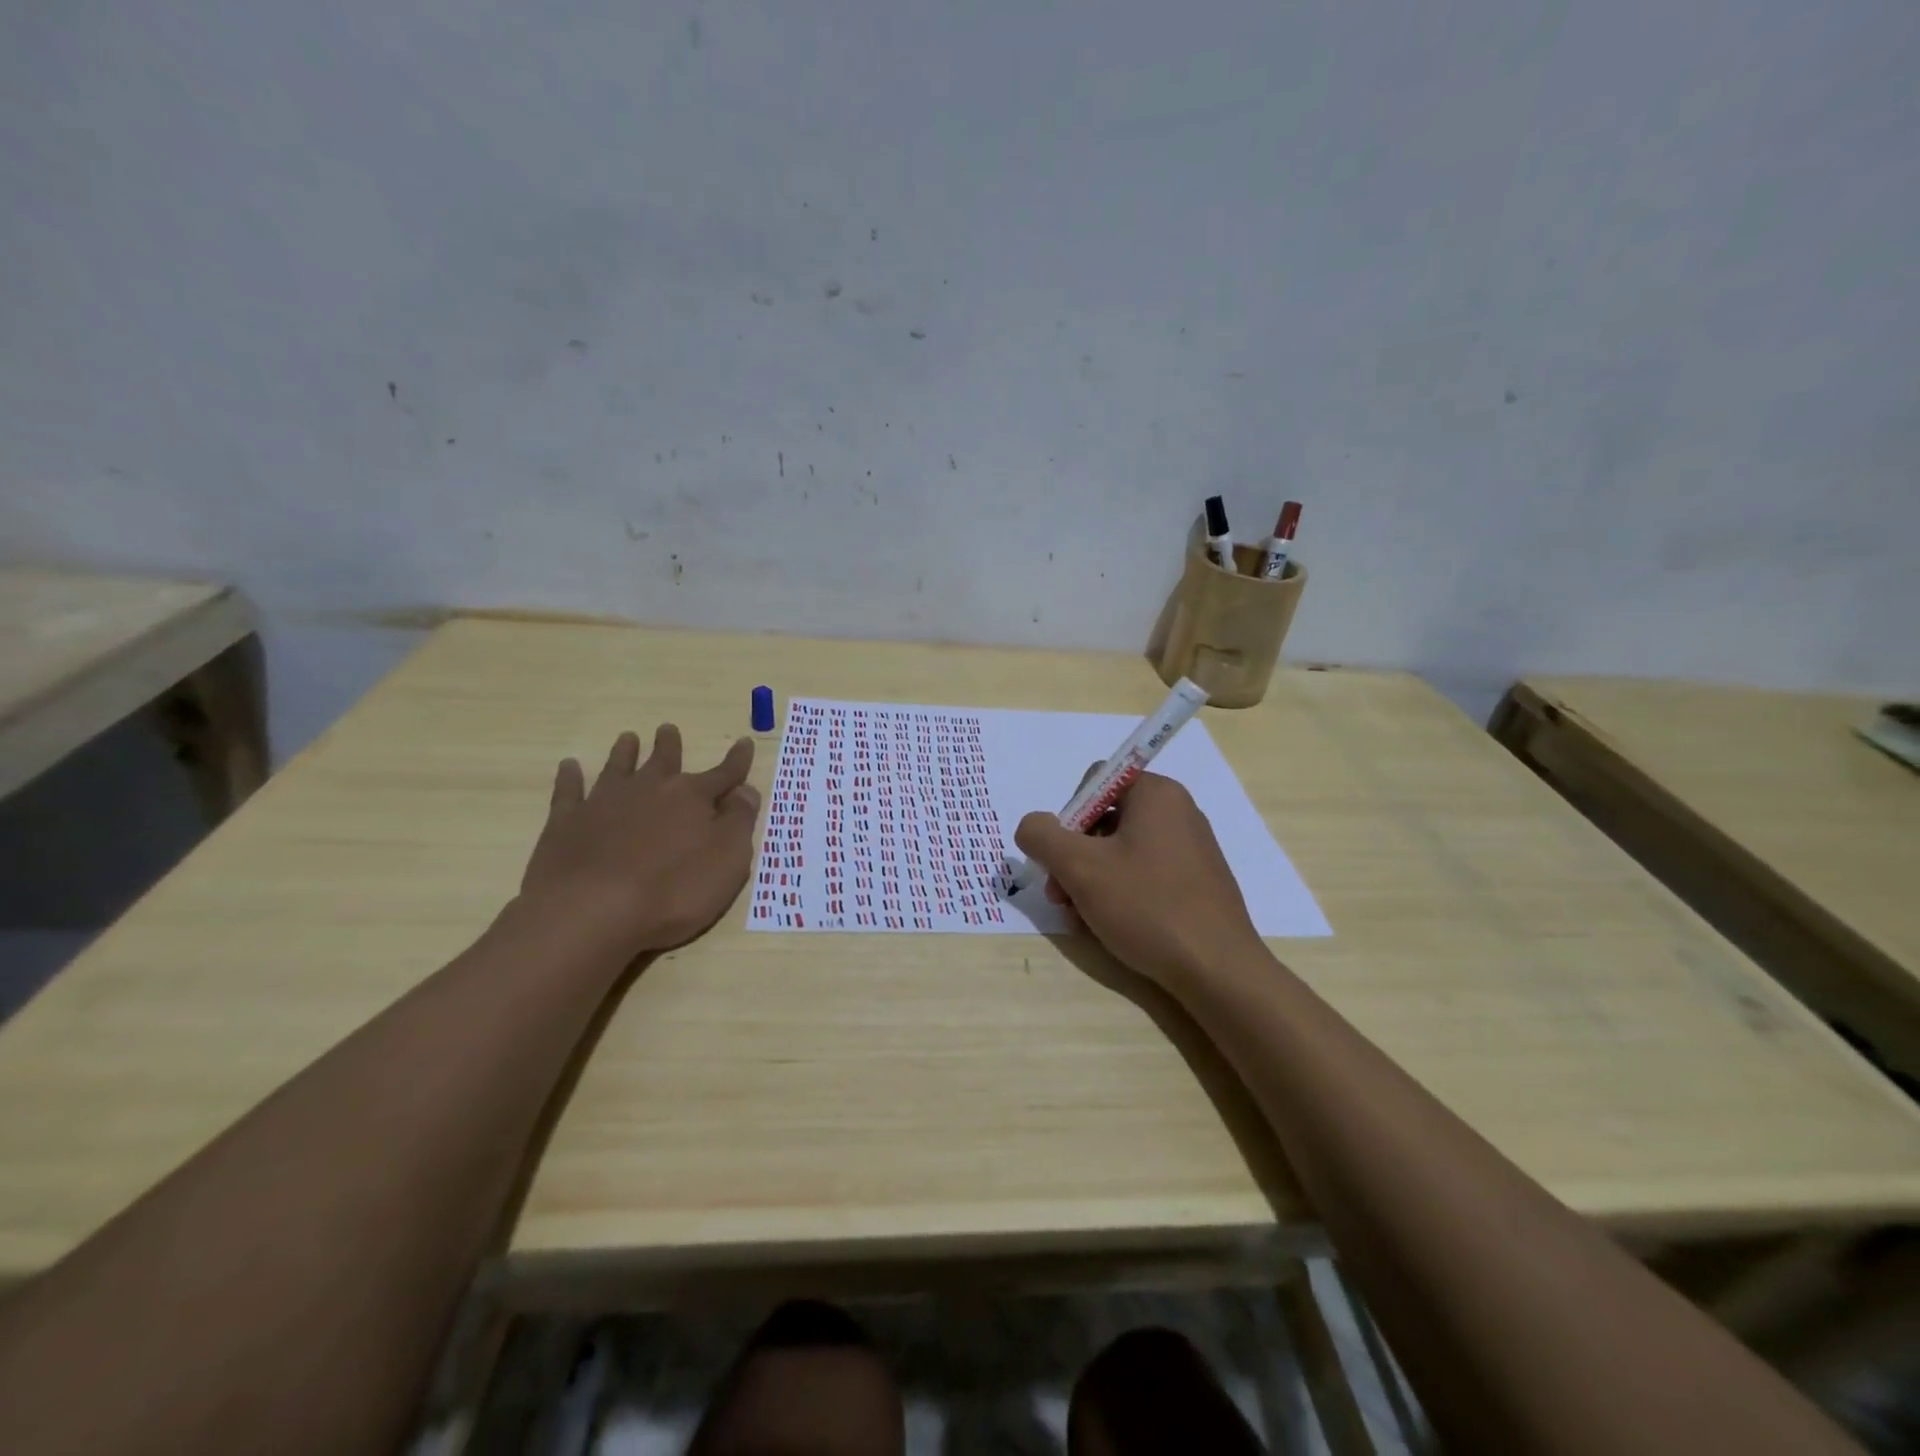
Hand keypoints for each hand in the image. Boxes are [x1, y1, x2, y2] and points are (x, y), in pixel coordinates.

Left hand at [519, 725, 760, 957]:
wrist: (590, 911)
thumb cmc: (673, 890)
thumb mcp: (728, 860)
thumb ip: (739, 822)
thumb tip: (747, 790)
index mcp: (692, 797)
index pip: (723, 774)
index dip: (737, 761)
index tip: (745, 742)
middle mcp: (649, 789)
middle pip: (664, 761)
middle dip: (670, 745)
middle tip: (668, 729)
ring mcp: (604, 803)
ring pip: (618, 767)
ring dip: (625, 752)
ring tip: (628, 738)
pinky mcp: (566, 822)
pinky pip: (569, 791)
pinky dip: (570, 777)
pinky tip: (570, 766)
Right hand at [1015, 771, 1261, 986]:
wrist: (1218, 970)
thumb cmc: (1147, 906)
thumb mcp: (1080, 867)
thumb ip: (1042, 836)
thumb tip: (1033, 826)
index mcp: (1156, 794)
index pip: (1096, 781)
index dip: (1069, 816)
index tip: (1064, 857)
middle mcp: (1178, 812)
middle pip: (1104, 820)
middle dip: (1074, 857)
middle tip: (1061, 896)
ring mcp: (1190, 850)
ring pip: (1120, 853)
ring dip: (1090, 881)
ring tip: (1080, 918)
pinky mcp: (1196, 883)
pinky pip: (1144, 875)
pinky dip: (1118, 894)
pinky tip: (1106, 927)